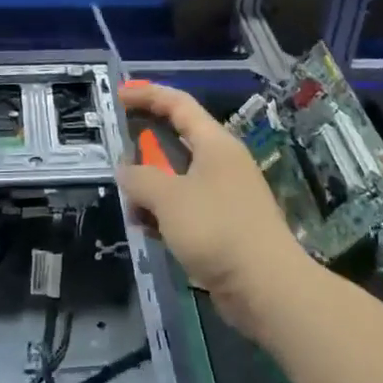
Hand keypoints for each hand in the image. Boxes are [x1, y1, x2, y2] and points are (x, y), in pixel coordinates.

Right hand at [117, 82, 313, 338]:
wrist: (267, 288)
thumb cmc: (217, 230)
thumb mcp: (168, 198)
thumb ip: (140, 178)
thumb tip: (125, 169)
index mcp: (215, 143)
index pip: (178, 104)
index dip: (147, 95)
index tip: (118, 96)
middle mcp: (222, 162)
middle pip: (176, 140)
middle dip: (144, 147)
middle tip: (116, 155)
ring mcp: (225, 194)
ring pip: (178, 178)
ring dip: (151, 188)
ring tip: (129, 206)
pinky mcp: (225, 225)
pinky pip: (186, 207)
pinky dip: (165, 213)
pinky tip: (148, 230)